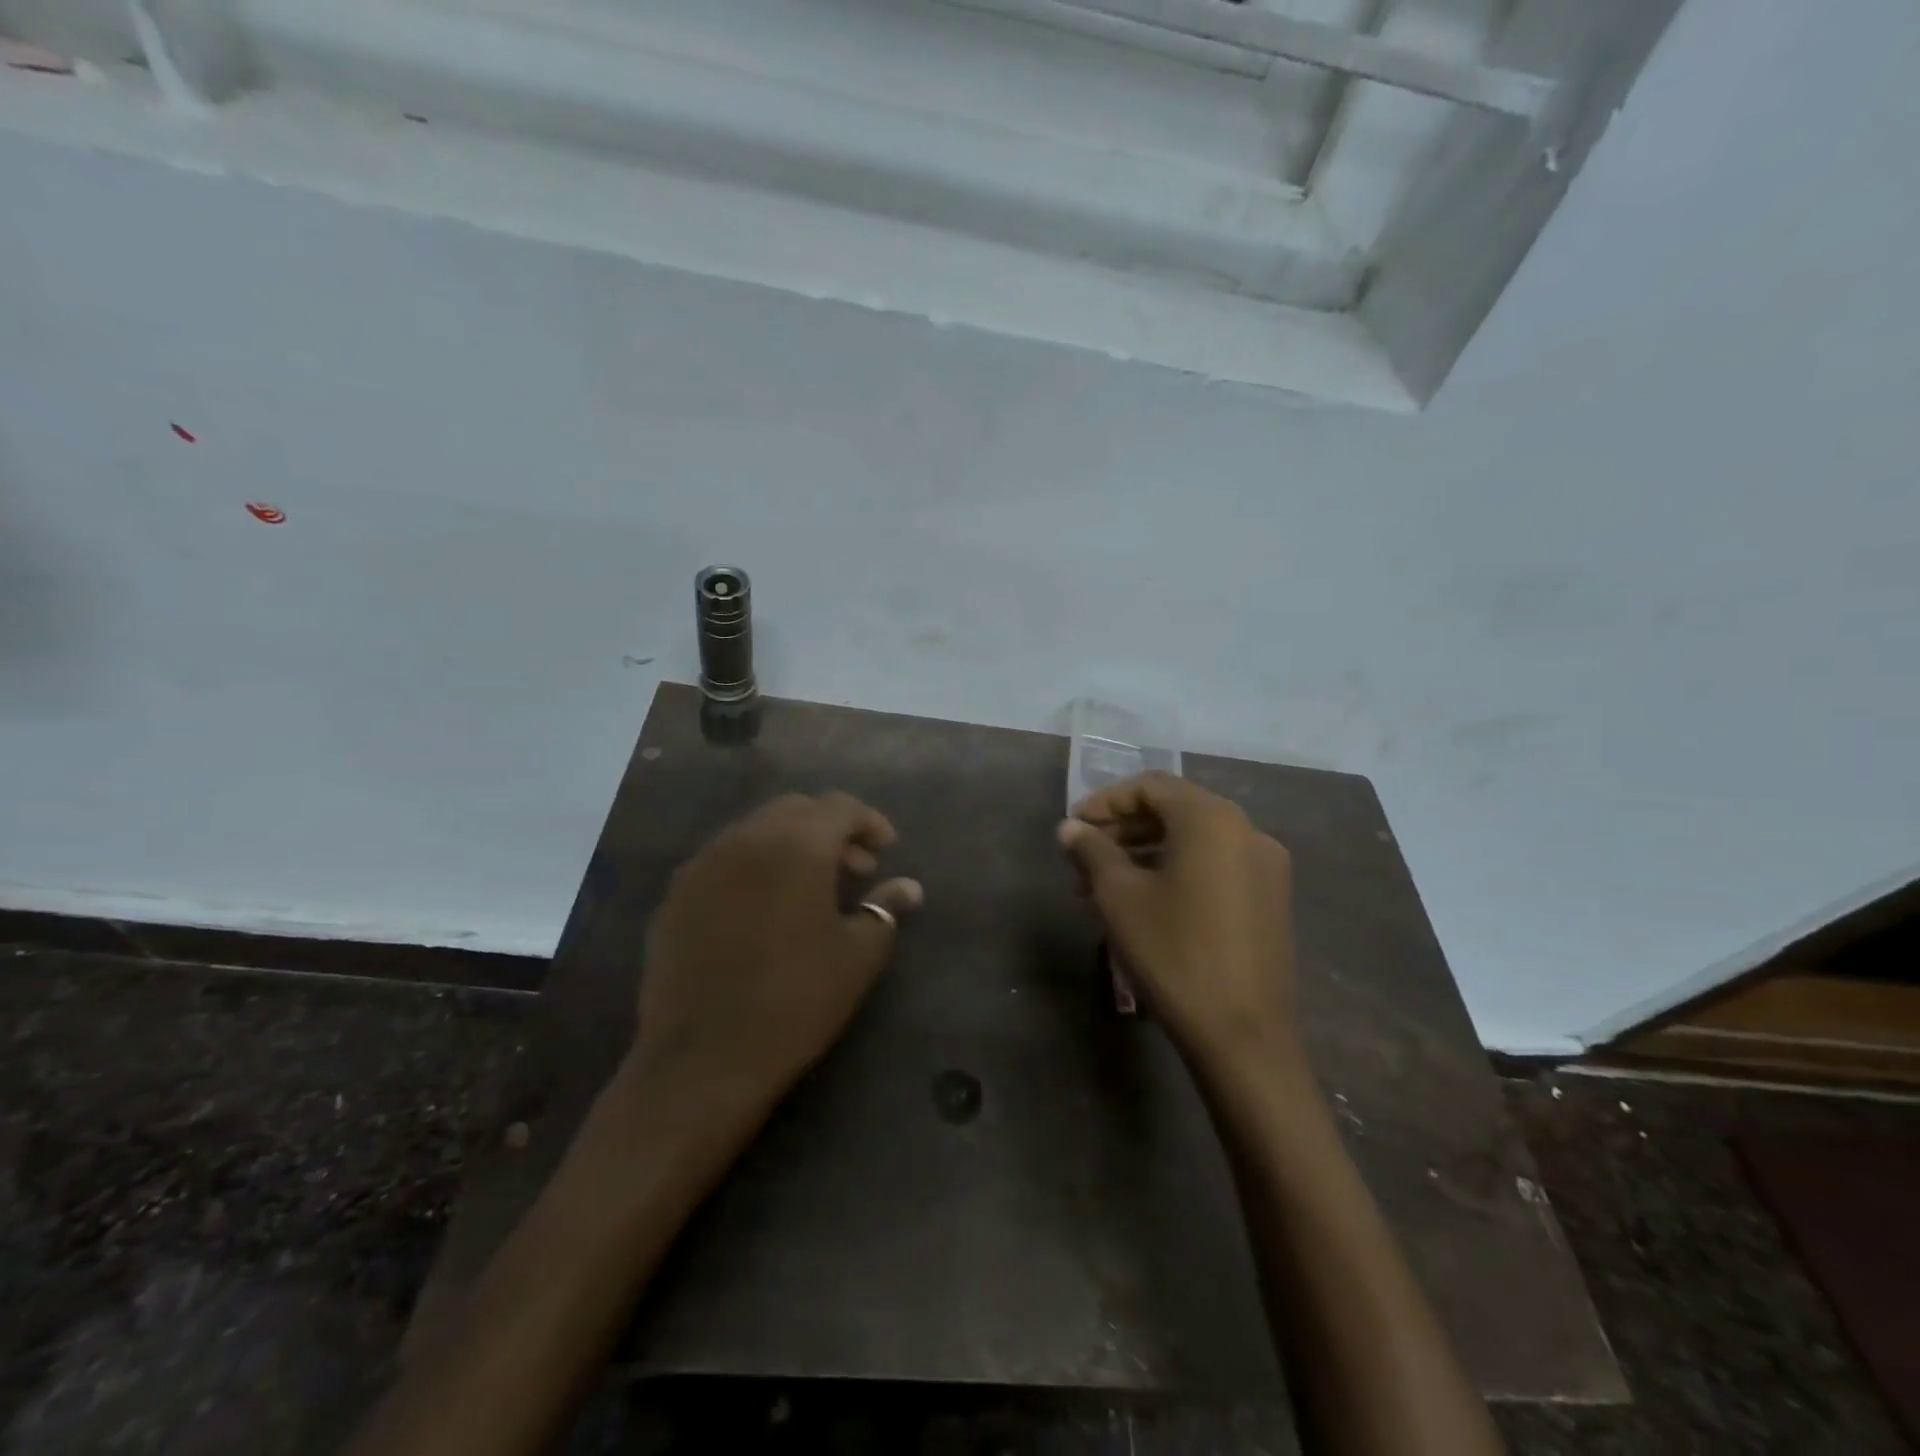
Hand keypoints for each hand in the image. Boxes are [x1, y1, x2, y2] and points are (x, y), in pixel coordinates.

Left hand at [631, 792, 922, 1115]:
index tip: (886, 852)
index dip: (869, 822)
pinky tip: (763, 909)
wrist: (703, 1059)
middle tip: (854, 869)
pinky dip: (754, 865)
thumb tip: (908, 887)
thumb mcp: (858, 955)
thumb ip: (885, 908)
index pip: (839, 807)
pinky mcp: (675, 894)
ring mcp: (703, 864)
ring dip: (790, 844)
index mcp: (797, 845)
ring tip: (809, 889)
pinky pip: (724, 859)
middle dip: (830, 829)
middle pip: (796, 810)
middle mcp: (746, 838)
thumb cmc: (797, 1000)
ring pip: (755, 829)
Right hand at [1059, 773, 1297, 1079]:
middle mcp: (1247, 831)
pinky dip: (1176, 871)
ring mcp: (1265, 866)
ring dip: (1146, 852)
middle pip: (1174, 811)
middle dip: (1123, 830)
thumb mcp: (1119, 897)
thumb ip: (1092, 851)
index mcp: (1212, 820)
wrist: (1242, 1036)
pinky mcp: (1270, 900)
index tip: (1073, 827)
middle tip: (1082, 858)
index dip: (1105, 801)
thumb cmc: (1173, 953)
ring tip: (1103, 886)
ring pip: (1194, 841)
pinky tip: (1145, 901)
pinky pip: (1215, 866)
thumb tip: (1070, 828)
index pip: (1151, 787)